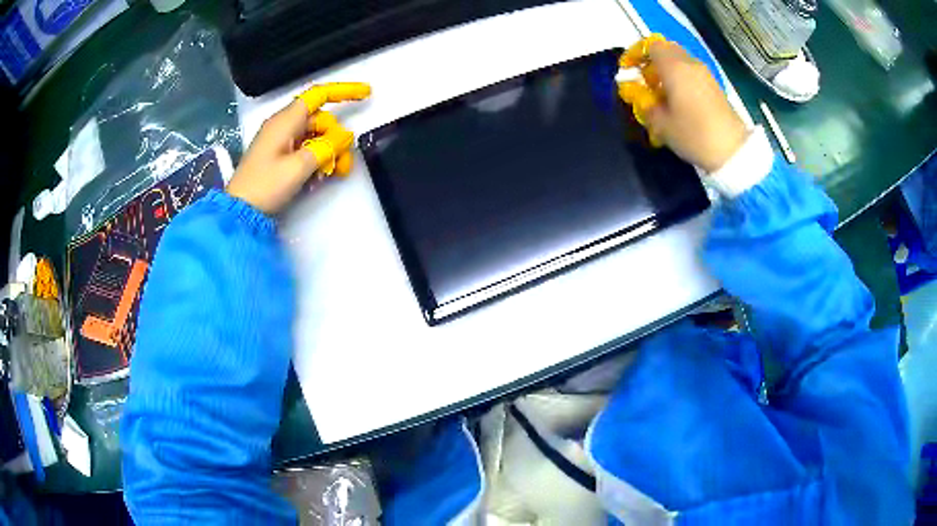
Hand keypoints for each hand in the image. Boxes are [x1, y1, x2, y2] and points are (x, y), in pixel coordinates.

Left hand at [226, 82, 370, 214]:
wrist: (239, 212)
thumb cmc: (265, 186)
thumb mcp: (299, 167)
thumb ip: (326, 148)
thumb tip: (344, 136)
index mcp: (285, 121)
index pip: (318, 95)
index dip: (344, 91)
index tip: (366, 93)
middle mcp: (284, 126)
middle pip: (320, 121)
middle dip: (336, 139)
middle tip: (344, 165)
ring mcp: (281, 141)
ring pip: (315, 137)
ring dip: (327, 154)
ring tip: (331, 176)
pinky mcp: (279, 156)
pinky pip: (304, 150)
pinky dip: (316, 161)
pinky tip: (317, 179)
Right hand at [618, 40, 746, 171]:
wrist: (732, 150)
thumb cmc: (693, 134)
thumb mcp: (661, 125)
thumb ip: (646, 104)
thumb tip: (640, 95)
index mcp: (674, 67)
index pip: (651, 45)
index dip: (636, 53)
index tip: (628, 69)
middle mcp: (690, 64)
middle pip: (666, 50)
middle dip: (652, 61)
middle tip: (644, 80)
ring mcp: (705, 74)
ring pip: (680, 61)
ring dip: (667, 71)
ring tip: (660, 93)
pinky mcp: (714, 86)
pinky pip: (691, 73)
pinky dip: (680, 79)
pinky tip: (678, 100)